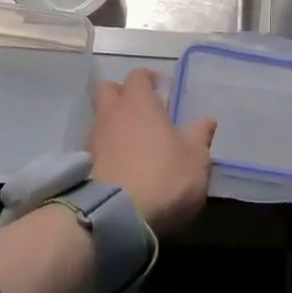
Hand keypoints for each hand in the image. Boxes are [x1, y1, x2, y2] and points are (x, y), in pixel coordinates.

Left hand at [90, 69, 214, 234]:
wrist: (115, 217)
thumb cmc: (162, 176)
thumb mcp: (195, 158)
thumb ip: (200, 136)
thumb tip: (207, 120)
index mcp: (138, 102)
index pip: (138, 75)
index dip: (149, 79)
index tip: (162, 90)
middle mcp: (111, 114)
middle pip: (107, 90)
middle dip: (121, 94)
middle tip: (142, 111)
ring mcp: (93, 140)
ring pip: (100, 121)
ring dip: (114, 127)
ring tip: (135, 147)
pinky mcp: (84, 168)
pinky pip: (95, 149)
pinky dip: (107, 153)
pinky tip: (123, 170)